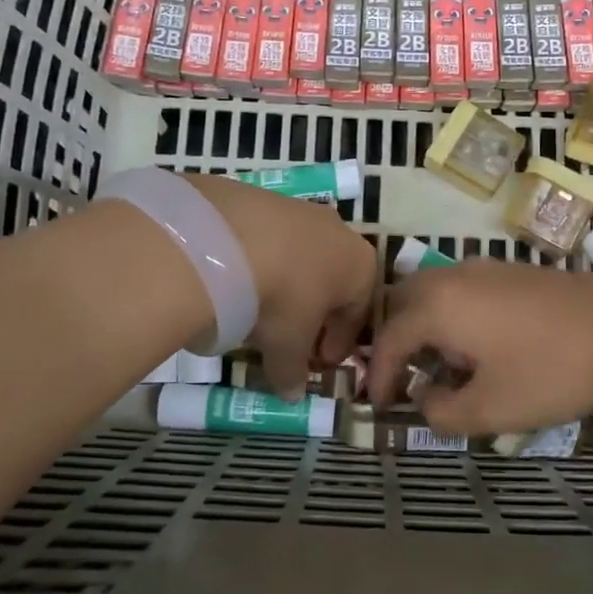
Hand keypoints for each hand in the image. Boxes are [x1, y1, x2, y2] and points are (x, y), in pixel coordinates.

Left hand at [184, 175, 375, 396]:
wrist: (231, 238)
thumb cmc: (282, 298)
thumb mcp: (288, 346)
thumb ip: (293, 372)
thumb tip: (292, 395)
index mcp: (362, 267)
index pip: (357, 315)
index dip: (338, 345)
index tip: (317, 364)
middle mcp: (340, 232)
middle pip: (332, 282)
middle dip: (314, 312)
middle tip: (289, 338)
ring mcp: (303, 210)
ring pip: (301, 258)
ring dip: (286, 285)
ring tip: (257, 310)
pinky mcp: (265, 198)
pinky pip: (270, 240)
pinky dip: (260, 262)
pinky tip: (237, 279)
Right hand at [369, 260, 592, 435]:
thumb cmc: (551, 370)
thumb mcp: (491, 409)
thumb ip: (443, 413)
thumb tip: (427, 400)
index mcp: (437, 306)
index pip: (388, 339)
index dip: (379, 375)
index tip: (382, 405)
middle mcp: (454, 277)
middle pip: (404, 302)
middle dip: (396, 340)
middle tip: (404, 377)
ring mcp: (486, 268)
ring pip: (435, 291)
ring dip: (426, 326)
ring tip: (444, 367)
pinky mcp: (514, 271)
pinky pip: (463, 290)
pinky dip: (454, 315)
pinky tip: (482, 346)